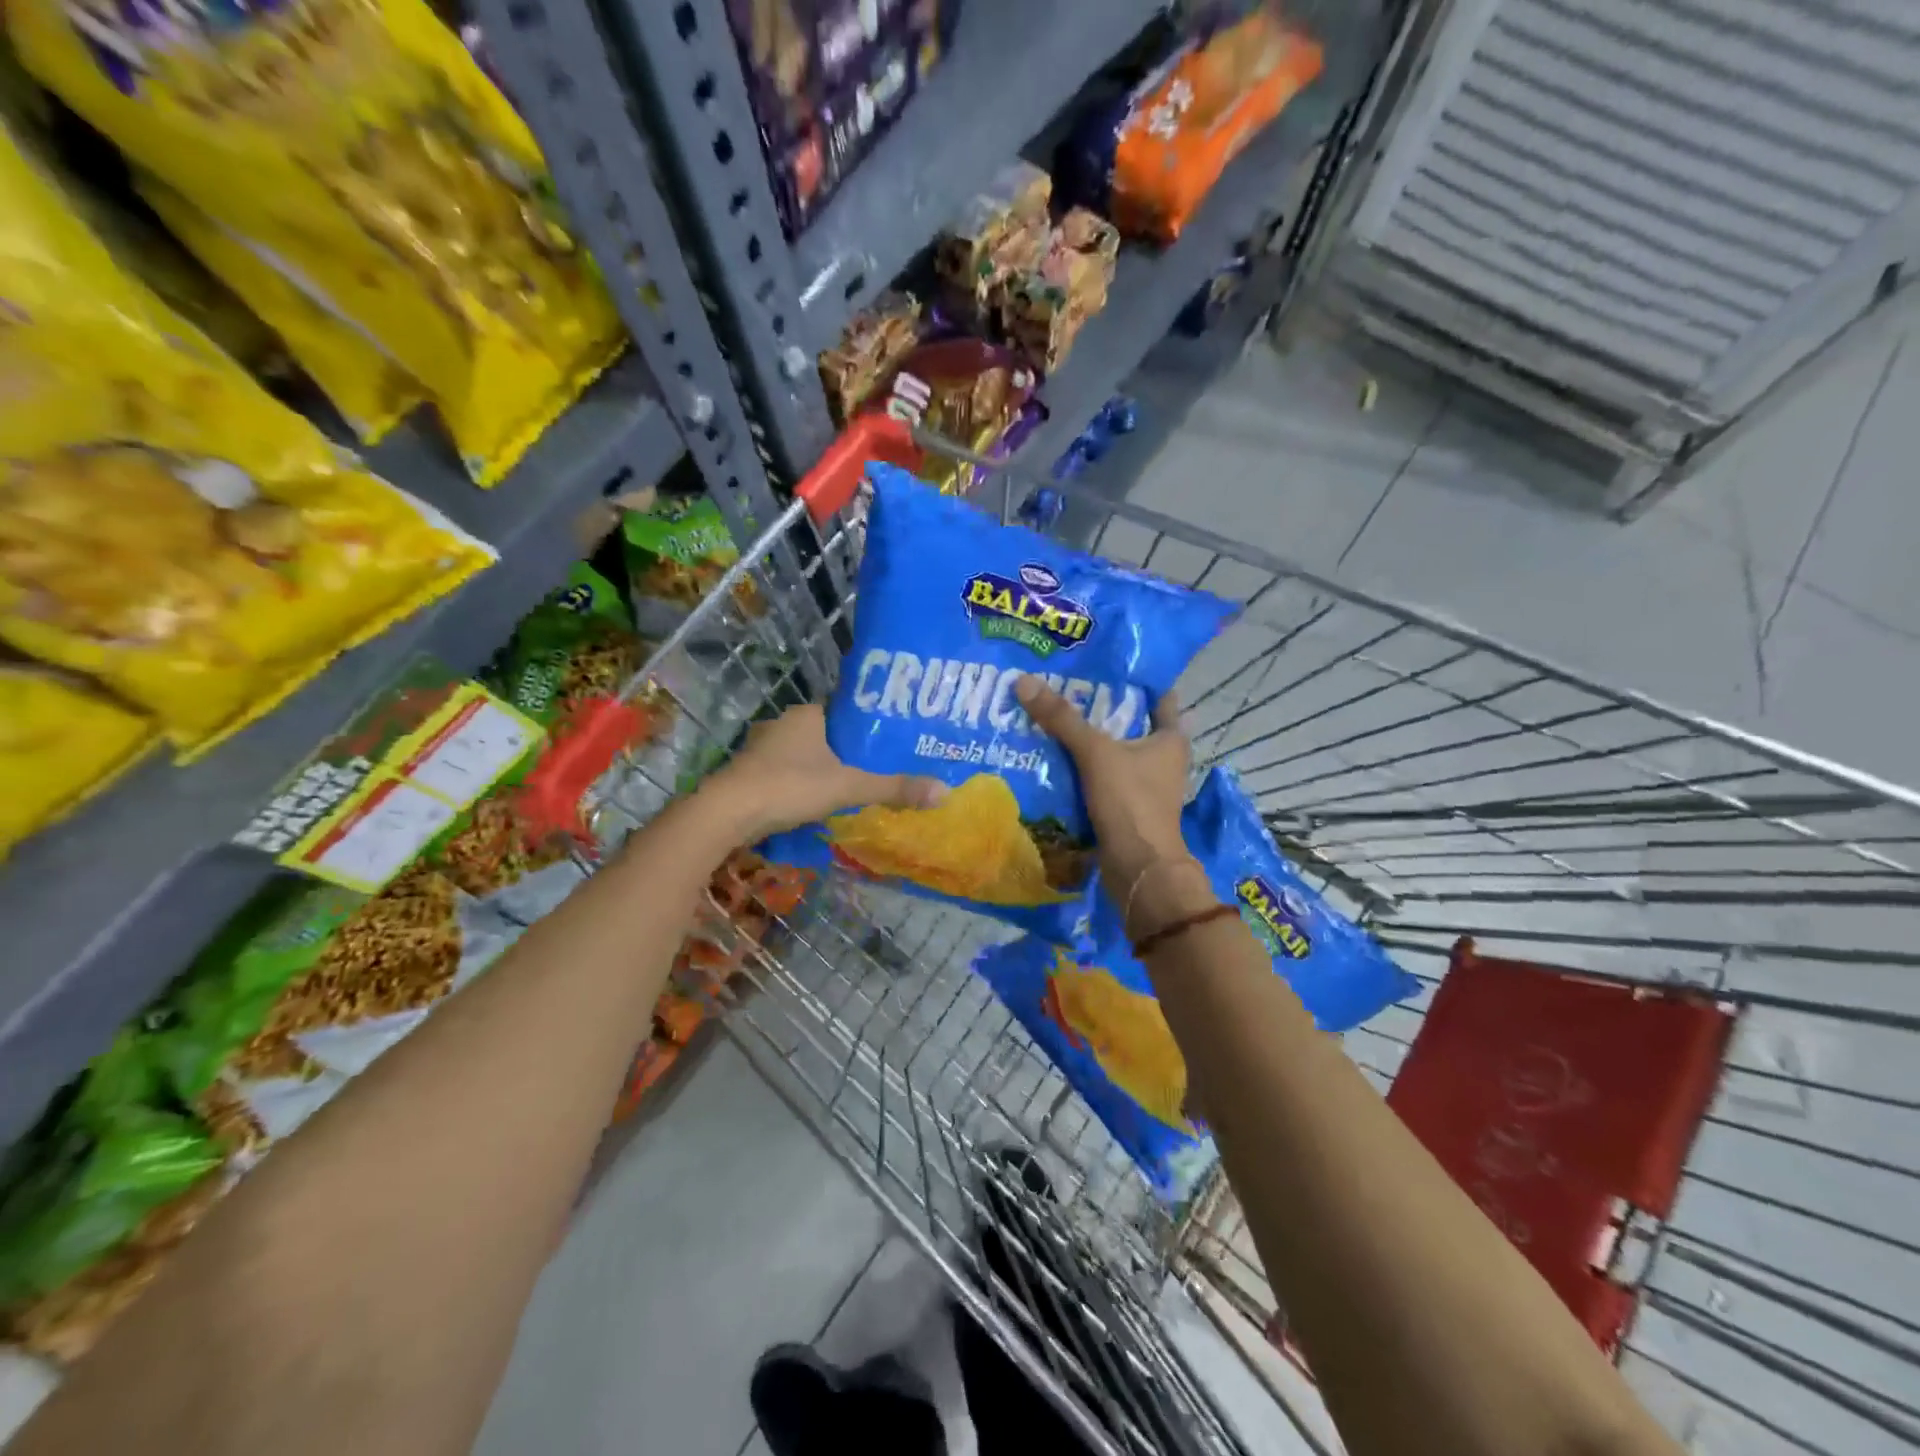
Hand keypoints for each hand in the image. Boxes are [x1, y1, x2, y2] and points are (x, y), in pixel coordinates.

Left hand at [703, 703, 946, 840]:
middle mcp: (784, 724)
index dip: (870, 724)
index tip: (894, 739)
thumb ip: (893, 788)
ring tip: (859, 786)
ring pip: (807, 756)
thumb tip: (944, 791)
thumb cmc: (790, 787)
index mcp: (807, 715)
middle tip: (883, 766)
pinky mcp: (752, 775)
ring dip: (826, 770)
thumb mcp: (848, 787)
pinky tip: (821, 803)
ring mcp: (763, 750)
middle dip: (851, 751)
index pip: (846, 710)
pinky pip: (789, 775)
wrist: (727, 814)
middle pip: (828, 734)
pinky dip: (806, 786)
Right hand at [1014, 678, 1193, 891]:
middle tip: (1066, 687)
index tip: (1105, 664)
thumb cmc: (1130, 802)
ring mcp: (1145, 787)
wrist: (1138, 869)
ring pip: (1113, 753)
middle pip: (1130, 724)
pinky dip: (1082, 769)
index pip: (1159, 698)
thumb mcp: (1095, 753)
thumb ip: (1062, 719)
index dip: (1137, 679)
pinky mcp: (1126, 808)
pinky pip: (1101, 779)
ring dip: (1089, 741)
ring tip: (1053, 718)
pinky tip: (1053, 758)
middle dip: (1101, 708)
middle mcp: (1163, 760)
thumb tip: (1025, 682)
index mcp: (1170, 739)